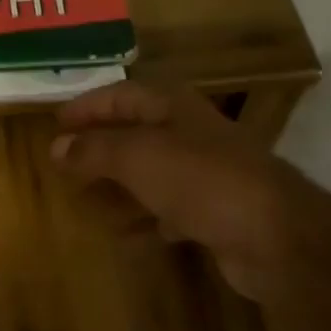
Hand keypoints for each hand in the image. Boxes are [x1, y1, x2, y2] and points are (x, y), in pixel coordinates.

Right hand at [50, 81, 297, 299]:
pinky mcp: (214, 213)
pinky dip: (143, 219)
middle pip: (135, 134)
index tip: (56, 123)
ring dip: (117, 185)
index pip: (121, 95)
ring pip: (150, 174)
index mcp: (173, 108)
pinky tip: (122, 235)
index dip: (88, 107)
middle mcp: (190, 134)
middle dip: (99, 148)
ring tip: (83, 200)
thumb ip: (93, 150)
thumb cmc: (200, 180)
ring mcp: (204, 174)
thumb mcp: (137, 156)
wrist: (275, 235)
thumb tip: (56, 147)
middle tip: (64, 163)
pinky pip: (167, 211)